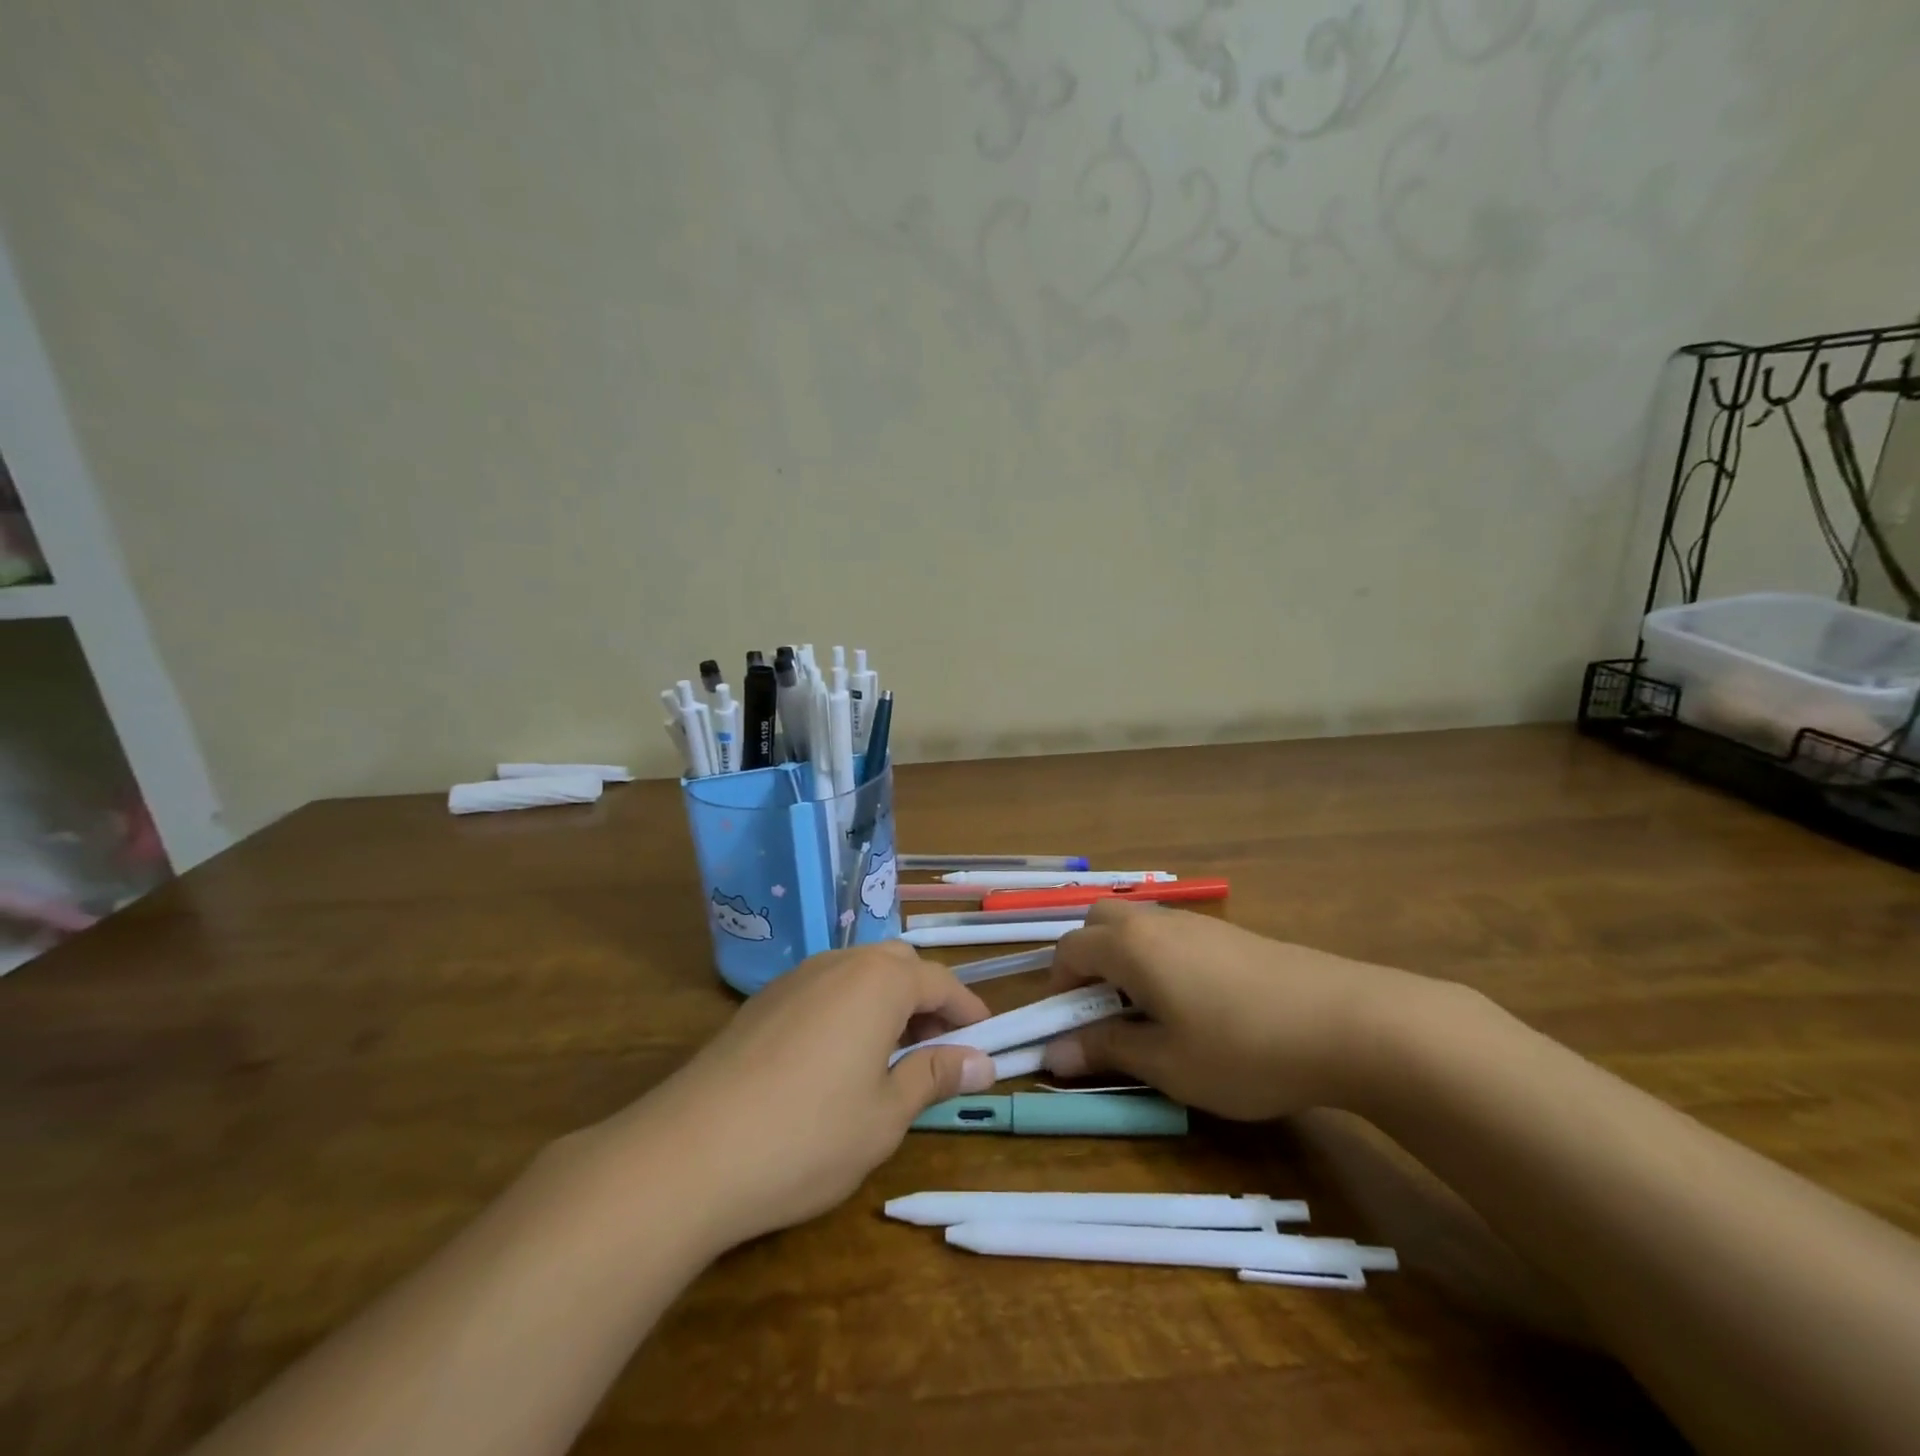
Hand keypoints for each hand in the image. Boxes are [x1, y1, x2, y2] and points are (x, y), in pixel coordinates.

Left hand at [597, 942, 994, 1249]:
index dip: (968, 1010)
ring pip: (858, 974)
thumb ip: (934, 1077)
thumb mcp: (885, 1115)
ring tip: (894, 1057)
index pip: (940, 982)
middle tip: (940, 1049)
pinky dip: (850, 1010)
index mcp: (878, 981)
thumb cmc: (806, 1135)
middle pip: (898, 966)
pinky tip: (840, 1060)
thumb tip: (983, 1062)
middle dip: (927, 1001)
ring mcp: (795, 979)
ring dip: (888, 1003)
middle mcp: (838, 963)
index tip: (986, 1041)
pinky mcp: (763, 1002)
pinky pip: (824, 989)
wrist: (687, 1153)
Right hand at [1042, 900, 1422, 1119]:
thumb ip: (1106, 1050)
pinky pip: (1172, 935)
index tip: (1070, 1031)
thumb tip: (1052, 1054)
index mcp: (1130, 946)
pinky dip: (1158, 960)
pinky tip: (1194, 1004)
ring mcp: (1197, 923)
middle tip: (1103, 1012)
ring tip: (1149, 1014)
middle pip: (1099, 922)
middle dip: (1086, 961)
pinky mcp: (1230, 934)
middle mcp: (1156, 922)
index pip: (1069, 950)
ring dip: (1123, 959)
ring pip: (1138, 925)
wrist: (1349, 1022)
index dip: (1057, 989)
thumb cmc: (1243, 1048)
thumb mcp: (1168, 1064)